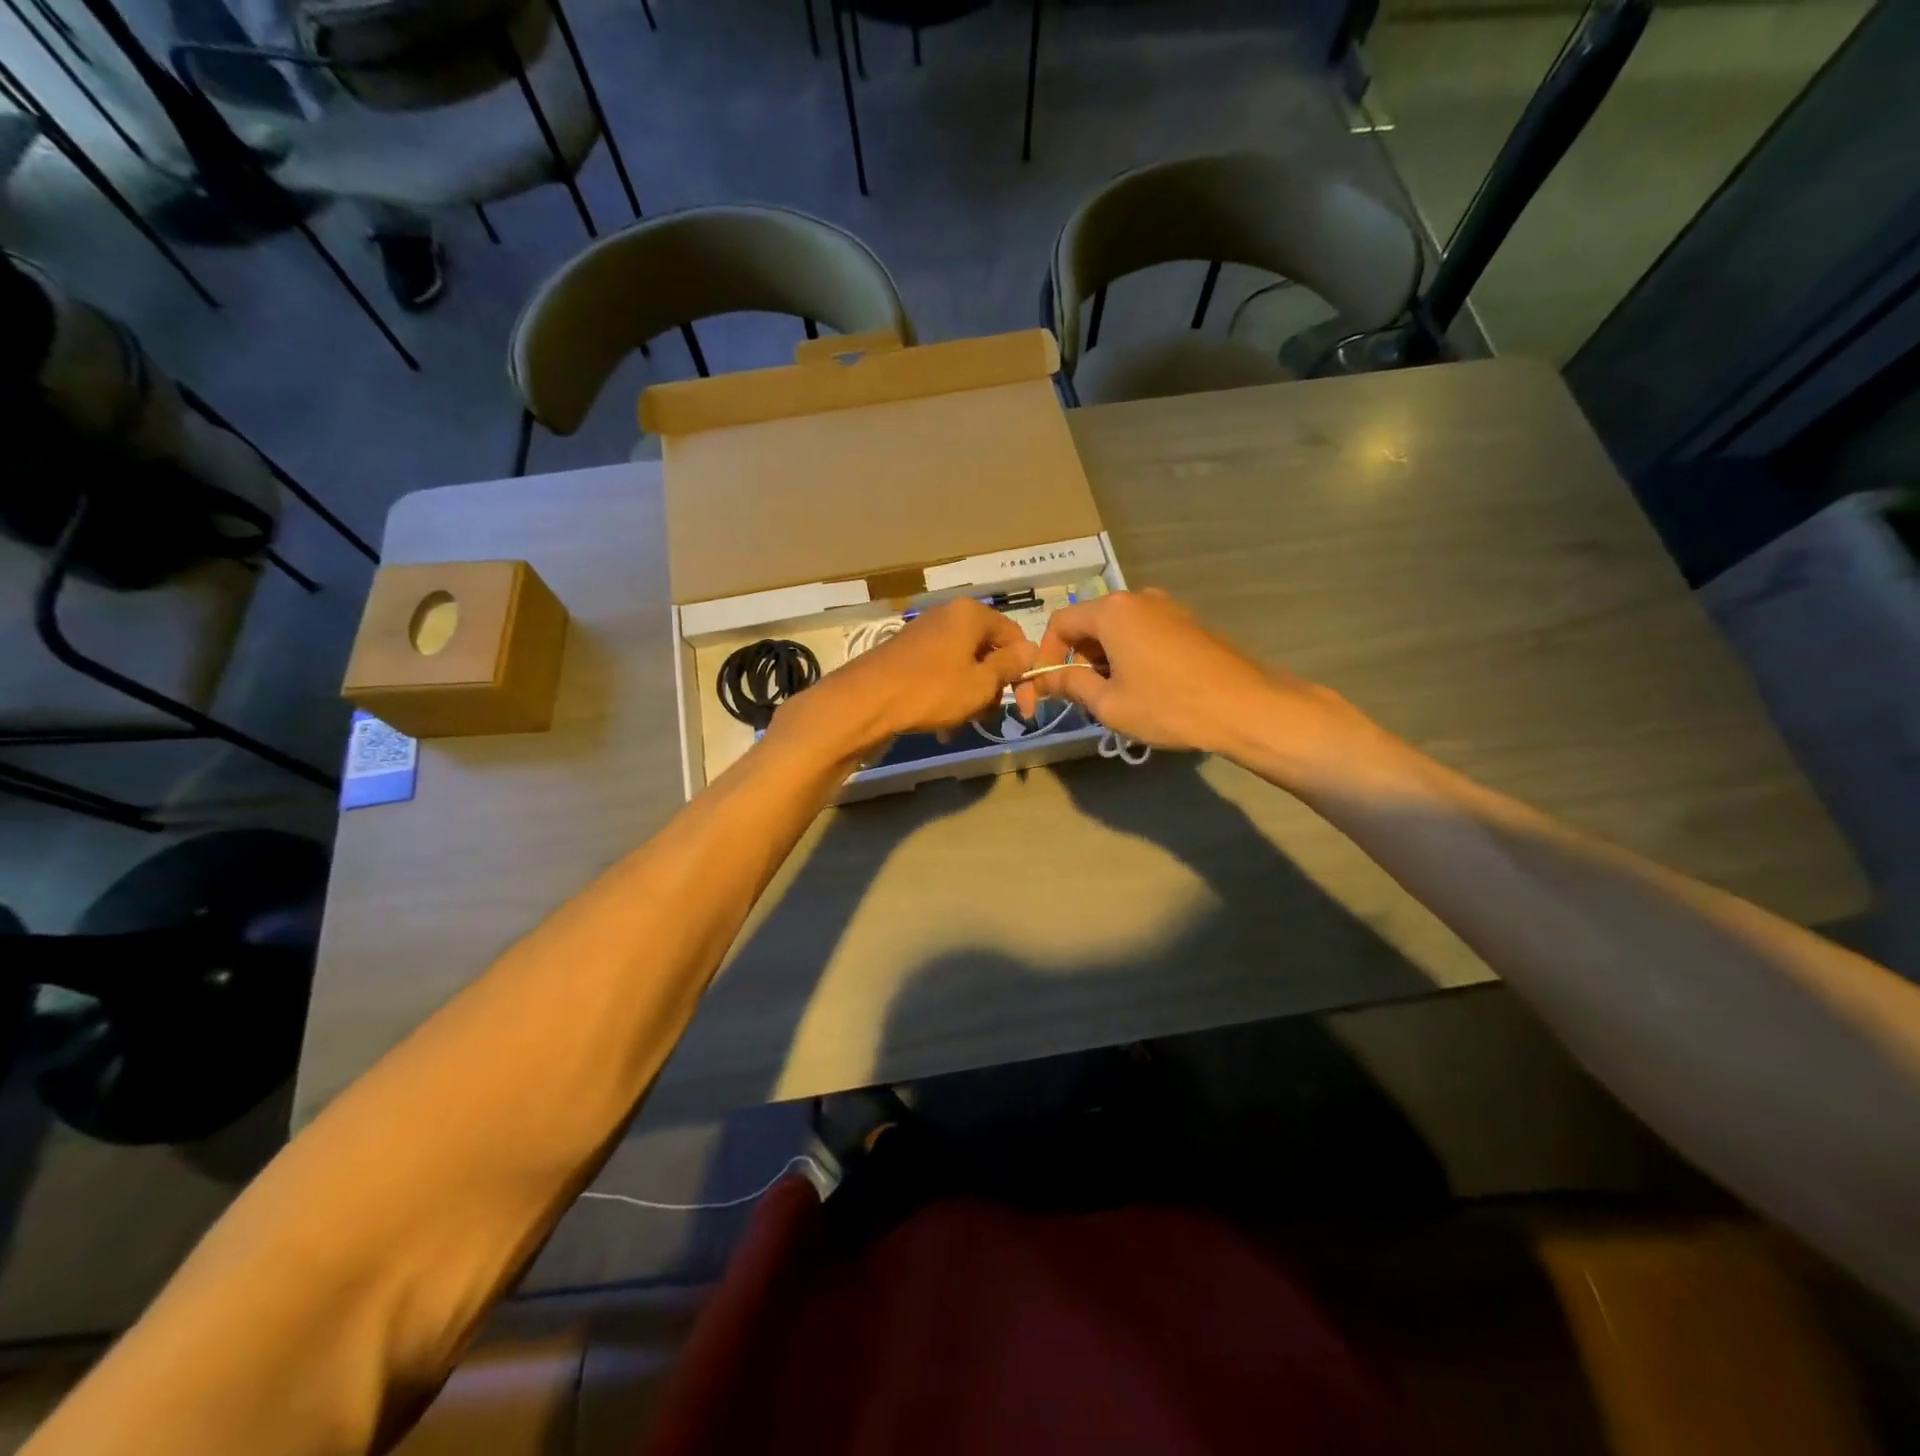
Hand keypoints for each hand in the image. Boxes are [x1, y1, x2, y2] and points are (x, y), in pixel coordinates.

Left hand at [771, 598, 1034, 760]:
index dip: (1024, 672)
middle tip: (988, 718)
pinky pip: (940, 674)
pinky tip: (942, 726)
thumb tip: (1030, 650)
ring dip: (970, 698)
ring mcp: (923, 636)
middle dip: (992, 688)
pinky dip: (947, 697)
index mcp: (970, 615)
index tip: (1024, 707)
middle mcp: (947, 617)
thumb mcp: (980, 683)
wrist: (863, 703)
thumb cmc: (931, 691)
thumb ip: (1010, 666)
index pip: (1014, 637)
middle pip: (987, 652)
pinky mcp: (905, 656)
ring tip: (961, 726)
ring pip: (963, 667)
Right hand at [1024, 588, 1352, 758]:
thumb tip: (1045, 680)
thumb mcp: (1109, 704)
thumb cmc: (1168, 705)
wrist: (1244, 707)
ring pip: (1117, 630)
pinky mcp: (1188, 623)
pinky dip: (1130, 656)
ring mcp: (1167, 608)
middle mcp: (1137, 599)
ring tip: (1113, 697)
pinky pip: (1143, 633)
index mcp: (1111, 611)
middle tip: (1080, 697)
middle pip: (1089, 624)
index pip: (1060, 623)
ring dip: (1104, 660)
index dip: (1046, 656)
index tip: (1047, 689)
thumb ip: (1071, 686)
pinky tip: (1143, 688)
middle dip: (1077, 659)